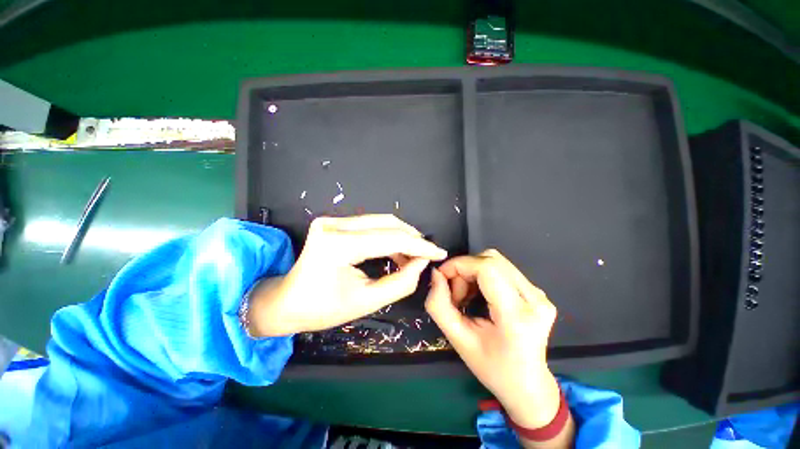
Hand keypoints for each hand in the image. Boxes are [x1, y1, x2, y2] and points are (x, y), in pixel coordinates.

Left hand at [248, 215, 446, 336]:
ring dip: (402, 236)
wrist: (286, 301)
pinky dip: (389, 236)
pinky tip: (397, 250)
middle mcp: (334, 225)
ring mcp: (333, 220)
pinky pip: (371, 224)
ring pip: (381, 221)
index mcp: (338, 246)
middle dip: (414, 239)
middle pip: (388, 224)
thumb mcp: (366, 301)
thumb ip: (400, 282)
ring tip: (414, 255)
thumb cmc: (321, 308)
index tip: (440, 253)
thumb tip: (422, 263)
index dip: (420, 246)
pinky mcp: (335, 222)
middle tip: (429, 255)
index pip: (391, 239)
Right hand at [425, 249, 563, 431]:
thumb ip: (439, 305)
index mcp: (516, 316)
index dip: (459, 265)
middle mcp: (535, 300)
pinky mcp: (538, 292)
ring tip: (467, 295)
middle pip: (491, 260)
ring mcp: (539, 294)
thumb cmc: (492, 368)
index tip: (441, 276)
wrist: (528, 385)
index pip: (487, 268)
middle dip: (464, 269)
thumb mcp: (458, 341)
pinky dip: (483, 275)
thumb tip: (436, 274)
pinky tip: (480, 294)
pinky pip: (503, 269)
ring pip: (496, 261)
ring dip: (473, 271)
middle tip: (455, 294)